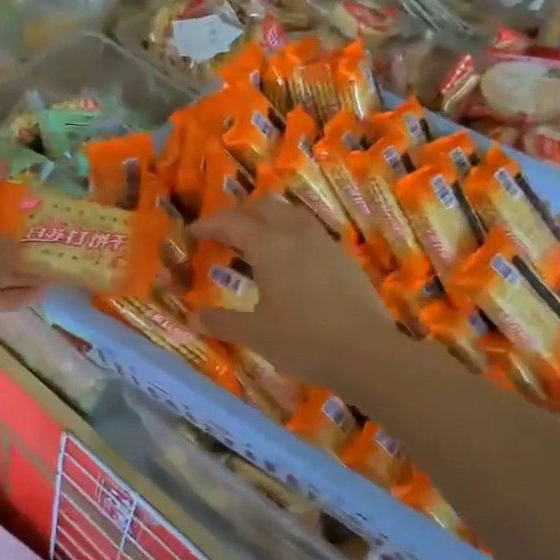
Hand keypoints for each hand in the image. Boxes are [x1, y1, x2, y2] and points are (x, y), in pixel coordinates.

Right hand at [192, 198, 406, 403]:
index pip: (231, 223)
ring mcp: (324, 242)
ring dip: (267, 219)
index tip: (191, 232)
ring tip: (255, 240)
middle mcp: (296, 234)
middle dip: (238, 214)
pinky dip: (289, 233)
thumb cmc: (303, 341)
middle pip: (263, 206)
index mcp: (269, 246)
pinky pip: (309, 230)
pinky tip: (289, 260)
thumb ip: (222, 322)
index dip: (208, 225)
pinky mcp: (343, 256)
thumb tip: (192, 317)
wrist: (367, 353)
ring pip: (290, 214)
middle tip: (222, 233)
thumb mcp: (256, 334)